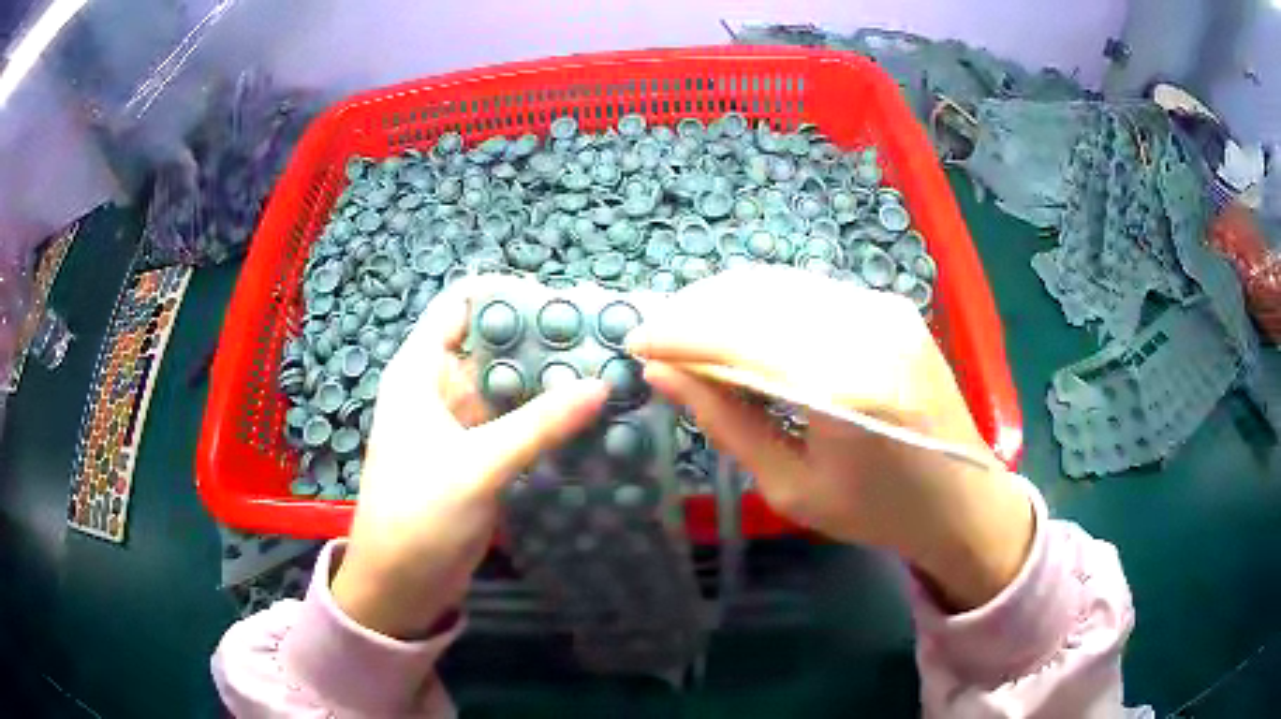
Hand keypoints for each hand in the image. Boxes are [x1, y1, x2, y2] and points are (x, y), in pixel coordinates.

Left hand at [332, 279, 607, 638]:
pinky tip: (587, 418)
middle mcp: (439, 387)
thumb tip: (600, 384)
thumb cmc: (419, 514)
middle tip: (602, 341)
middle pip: (492, 343)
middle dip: (541, 340)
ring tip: (606, 373)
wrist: (400, 584)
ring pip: (507, 386)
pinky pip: (514, 423)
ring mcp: (460, 423)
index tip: (564, 303)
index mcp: (420, 370)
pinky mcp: (477, 455)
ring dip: (548, 382)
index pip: (462, 304)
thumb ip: (538, 424)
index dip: (508, 294)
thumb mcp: (477, 465)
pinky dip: (545, 418)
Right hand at [627, 266, 1032, 610]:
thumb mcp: (793, 488)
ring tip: (690, 333)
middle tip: (657, 338)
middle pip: (753, 294)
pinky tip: (743, 328)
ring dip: (723, 301)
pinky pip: (808, 290)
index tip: (634, 345)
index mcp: (843, 388)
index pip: (735, 336)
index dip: (676, 334)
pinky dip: (763, 303)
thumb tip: (663, 375)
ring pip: (778, 282)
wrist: (965, 497)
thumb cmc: (878, 512)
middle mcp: (865, 328)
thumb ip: (727, 423)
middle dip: (692, 309)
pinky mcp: (890, 304)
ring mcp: (883, 307)